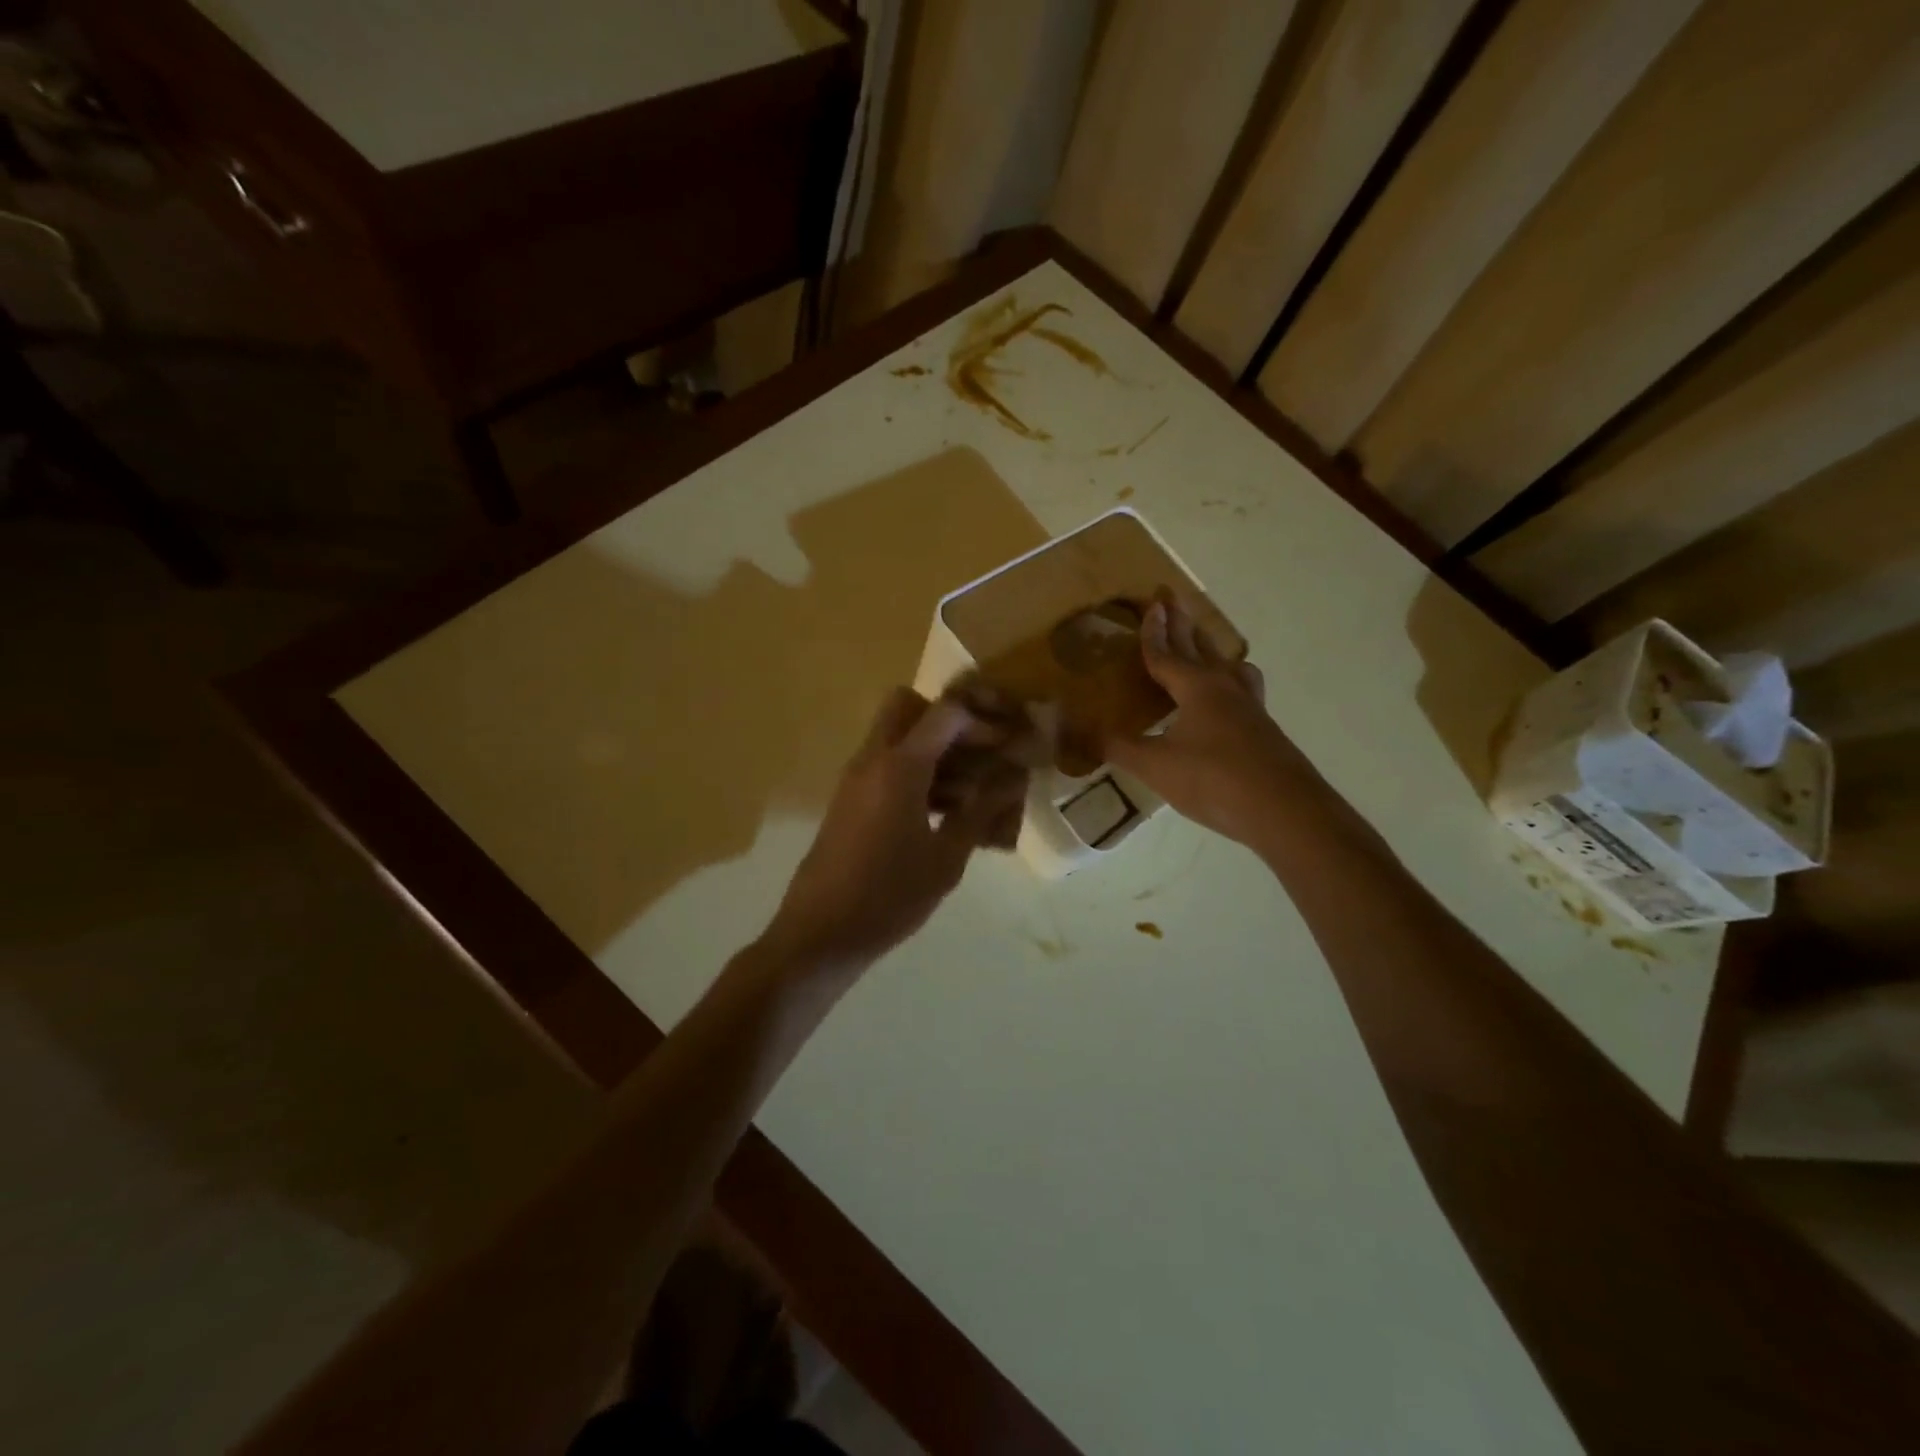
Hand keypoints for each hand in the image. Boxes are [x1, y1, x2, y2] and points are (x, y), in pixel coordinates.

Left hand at [764, 688, 1025, 973]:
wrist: (820, 934)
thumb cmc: (888, 897)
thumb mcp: (946, 858)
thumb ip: (982, 810)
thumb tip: (1014, 777)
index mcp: (899, 767)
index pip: (945, 713)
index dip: (983, 720)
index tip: (1010, 742)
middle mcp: (872, 760)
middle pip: (908, 706)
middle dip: (948, 718)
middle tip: (981, 750)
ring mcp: (856, 779)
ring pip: (896, 735)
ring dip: (934, 747)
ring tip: (973, 789)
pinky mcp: (850, 800)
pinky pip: (886, 764)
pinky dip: (917, 770)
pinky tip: (946, 811)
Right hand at [1103, 597, 1332, 850]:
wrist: (1284, 810)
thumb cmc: (1214, 779)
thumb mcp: (1156, 766)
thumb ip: (1119, 748)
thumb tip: (1079, 733)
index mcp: (1197, 688)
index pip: (1166, 654)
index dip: (1153, 632)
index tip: (1151, 604)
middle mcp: (1225, 689)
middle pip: (1200, 648)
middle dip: (1184, 624)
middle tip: (1173, 600)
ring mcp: (1250, 709)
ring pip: (1230, 668)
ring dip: (1214, 652)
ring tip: (1209, 650)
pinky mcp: (1264, 731)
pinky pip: (1243, 692)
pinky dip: (1229, 684)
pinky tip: (1226, 705)